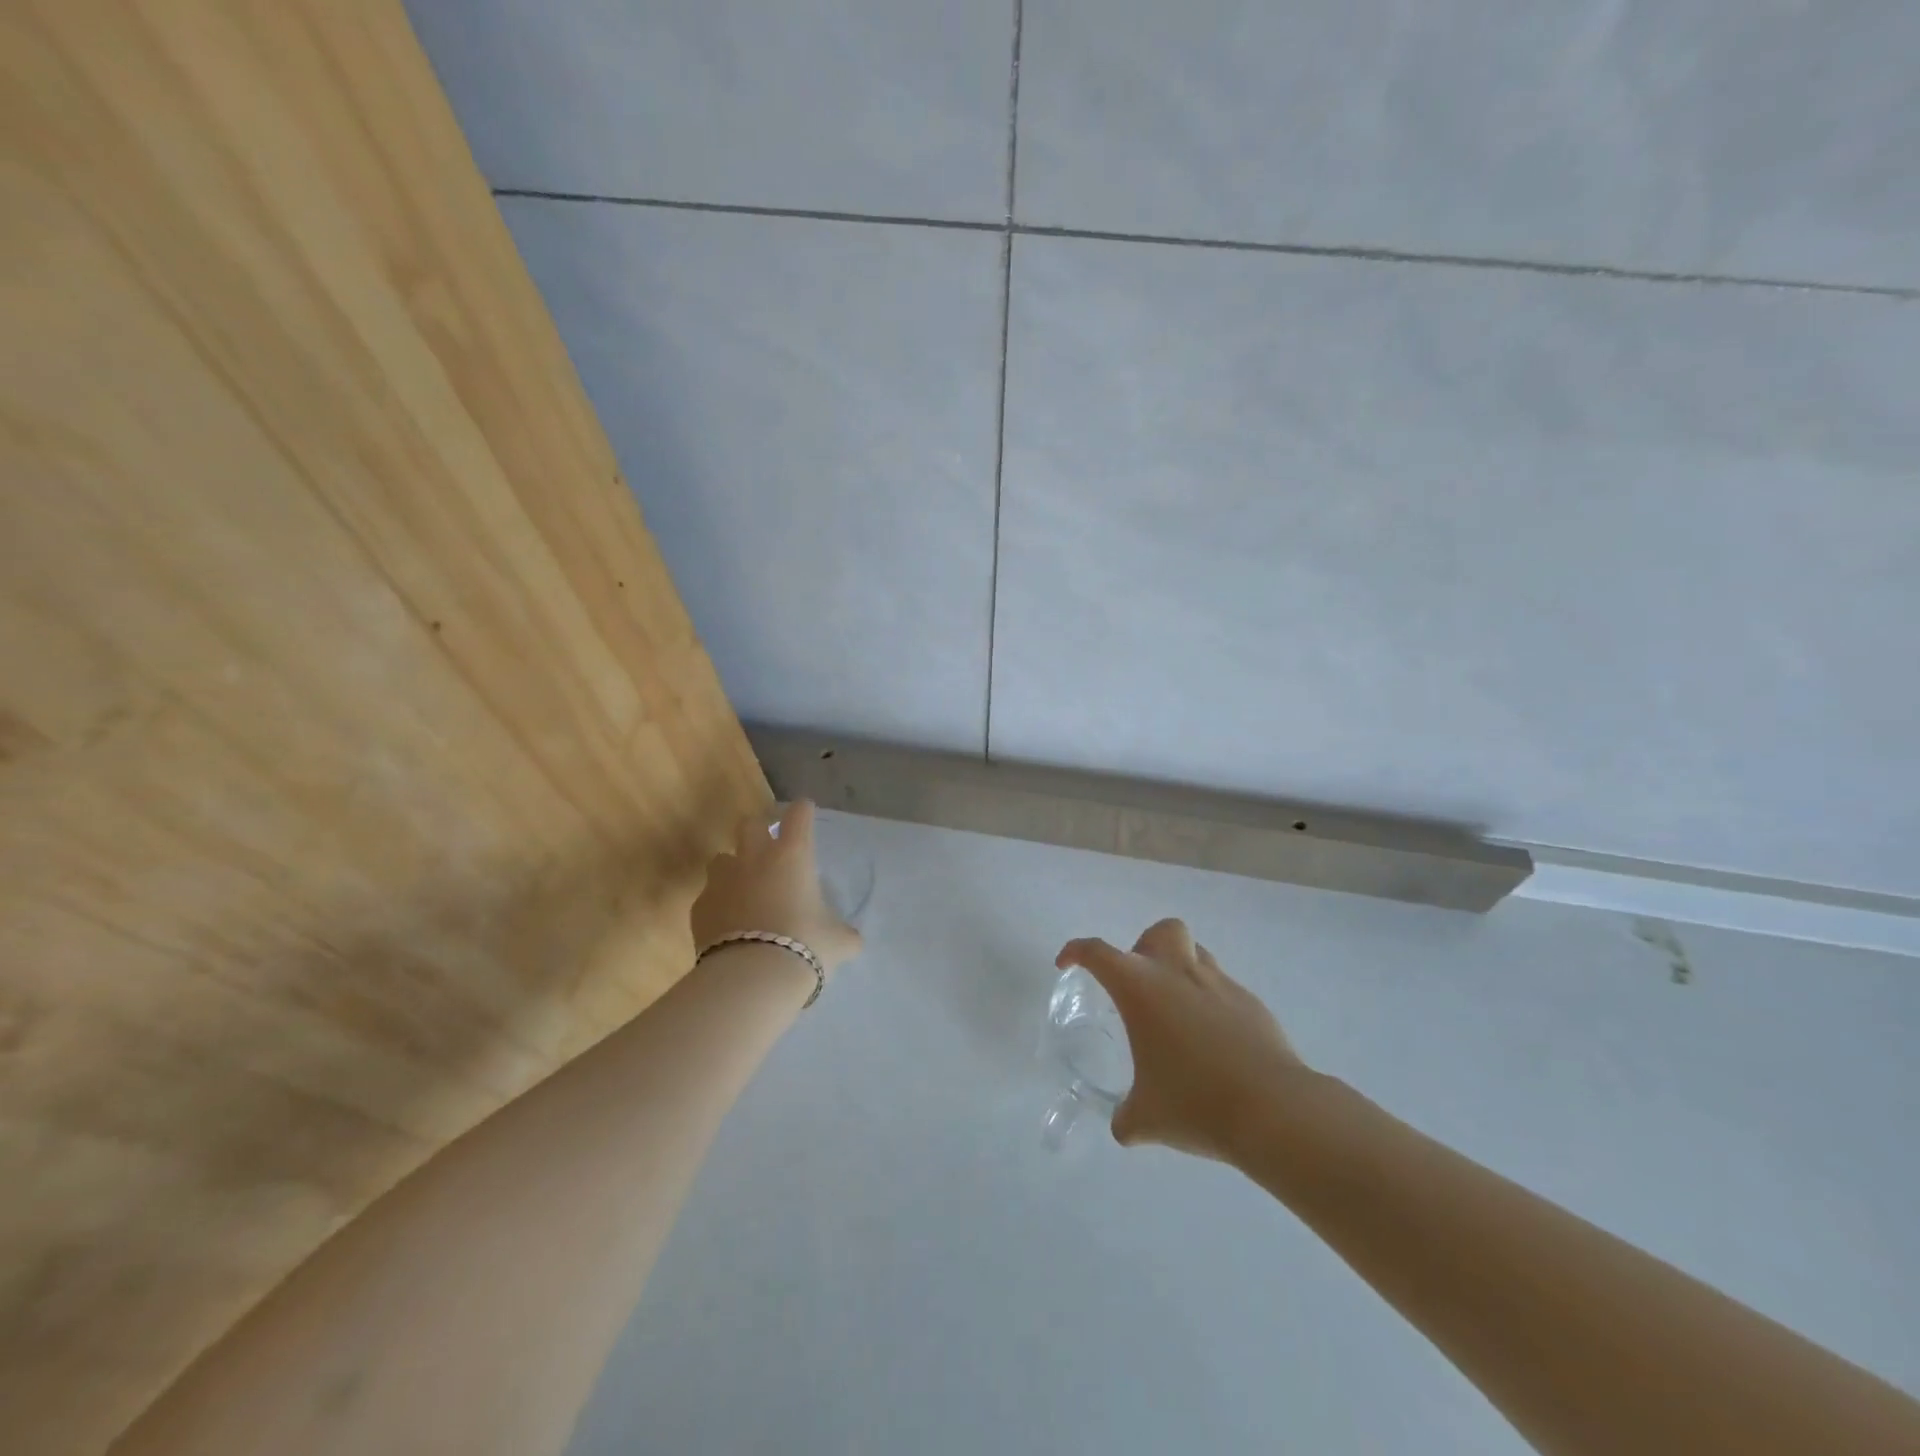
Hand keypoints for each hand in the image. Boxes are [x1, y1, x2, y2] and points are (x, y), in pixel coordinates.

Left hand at [691, 800, 862, 973]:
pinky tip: (728, 925)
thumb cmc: (805, 945)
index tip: (805, 812)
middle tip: (769, 846)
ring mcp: (722, 881)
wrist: (752, 977)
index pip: (799, 816)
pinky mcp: (699, 907)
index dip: (803, 811)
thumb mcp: (838, 942)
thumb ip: (844, 934)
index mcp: (793, 856)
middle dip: (759, 829)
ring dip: (734, 867)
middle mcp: (754, 858)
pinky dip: (719, 904)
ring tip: (744, 889)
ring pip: (721, 858)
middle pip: (750, 824)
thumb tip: (852, 940)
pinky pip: (709, 896)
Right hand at [1056, 918, 1305, 1161]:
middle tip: (1139, 985)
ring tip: (1176, 1014)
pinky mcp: (1252, 1003)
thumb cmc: (1195, 1103)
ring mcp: (1219, 984)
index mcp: (1140, 988)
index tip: (1067, 964)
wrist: (1274, 1110)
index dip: (1076, 952)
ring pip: (1196, 954)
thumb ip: (1127, 1116)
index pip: (1097, 952)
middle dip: (1145, 947)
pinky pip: (1223, 988)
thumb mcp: (1147, 1119)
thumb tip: (1125, 1125)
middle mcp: (1178, 973)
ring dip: (1180, 970)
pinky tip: (1213, 1043)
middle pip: (1160, 931)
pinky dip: (1210, 1003)